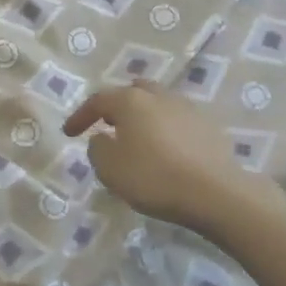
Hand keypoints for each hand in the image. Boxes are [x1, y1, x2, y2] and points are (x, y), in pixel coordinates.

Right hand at [62, 80, 256, 232]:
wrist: (216, 193)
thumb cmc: (154, 177)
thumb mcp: (110, 169)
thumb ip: (97, 149)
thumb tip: (102, 138)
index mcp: (131, 100)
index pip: (98, 100)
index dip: (80, 116)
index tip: (68, 133)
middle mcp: (158, 96)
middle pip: (132, 93)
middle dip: (116, 107)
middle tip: (107, 125)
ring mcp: (186, 108)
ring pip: (157, 104)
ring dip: (143, 117)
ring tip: (137, 138)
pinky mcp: (208, 126)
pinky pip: (177, 121)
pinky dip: (164, 130)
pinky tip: (165, 150)